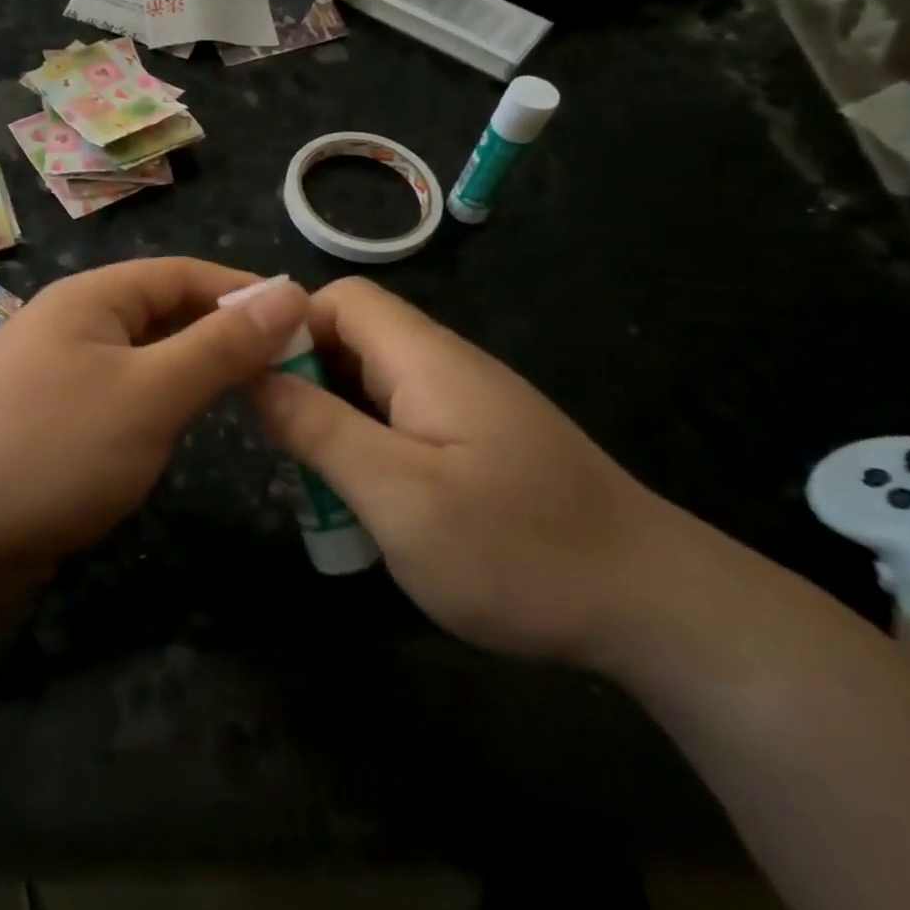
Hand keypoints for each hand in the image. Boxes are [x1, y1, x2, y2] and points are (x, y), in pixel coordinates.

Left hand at [0, 258, 309, 567]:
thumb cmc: (54, 449)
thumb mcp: (151, 393)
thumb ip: (221, 345)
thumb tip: (289, 292)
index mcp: (89, 299)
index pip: (181, 274)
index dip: (242, 292)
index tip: (300, 320)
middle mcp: (69, 327)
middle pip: (160, 315)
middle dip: (220, 335)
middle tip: (282, 368)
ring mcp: (54, 378)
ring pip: (140, 362)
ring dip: (190, 374)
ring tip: (245, 398)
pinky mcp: (47, 427)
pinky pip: (117, 402)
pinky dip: (155, 409)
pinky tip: (178, 434)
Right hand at [251, 277, 668, 665]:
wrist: (656, 608)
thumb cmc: (518, 550)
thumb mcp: (400, 496)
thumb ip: (321, 431)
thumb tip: (257, 379)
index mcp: (426, 360)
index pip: (341, 300)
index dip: (288, 328)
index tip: (253, 384)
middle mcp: (445, 368)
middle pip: (352, 341)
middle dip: (303, 384)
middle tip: (281, 449)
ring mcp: (466, 406)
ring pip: (372, 387)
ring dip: (332, 424)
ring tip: (314, 486)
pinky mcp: (479, 442)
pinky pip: (401, 423)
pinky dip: (367, 450)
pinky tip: (366, 505)